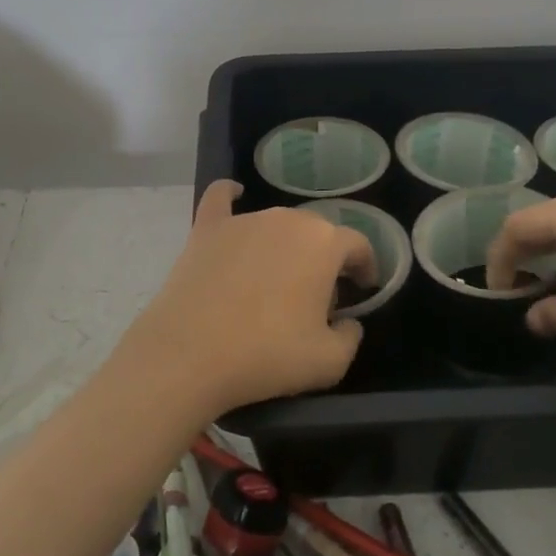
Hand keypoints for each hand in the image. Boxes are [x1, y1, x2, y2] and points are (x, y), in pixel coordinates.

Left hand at [119, 181, 378, 418]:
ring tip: (277, 282)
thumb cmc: (268, 354)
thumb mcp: (330, 362)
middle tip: (317, 298)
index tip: (363, 289)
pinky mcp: (206, 229)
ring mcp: (244, 220)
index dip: (366, 266)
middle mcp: (286, 219)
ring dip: (286, 246)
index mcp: (324, 243)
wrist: (190, 354)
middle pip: (317, 233)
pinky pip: (221, 199)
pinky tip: (235, 194)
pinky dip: (230, 196)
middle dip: (324, 261)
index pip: (357, 245)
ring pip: (276, 225)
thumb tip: (347, 323)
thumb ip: (351, 337)